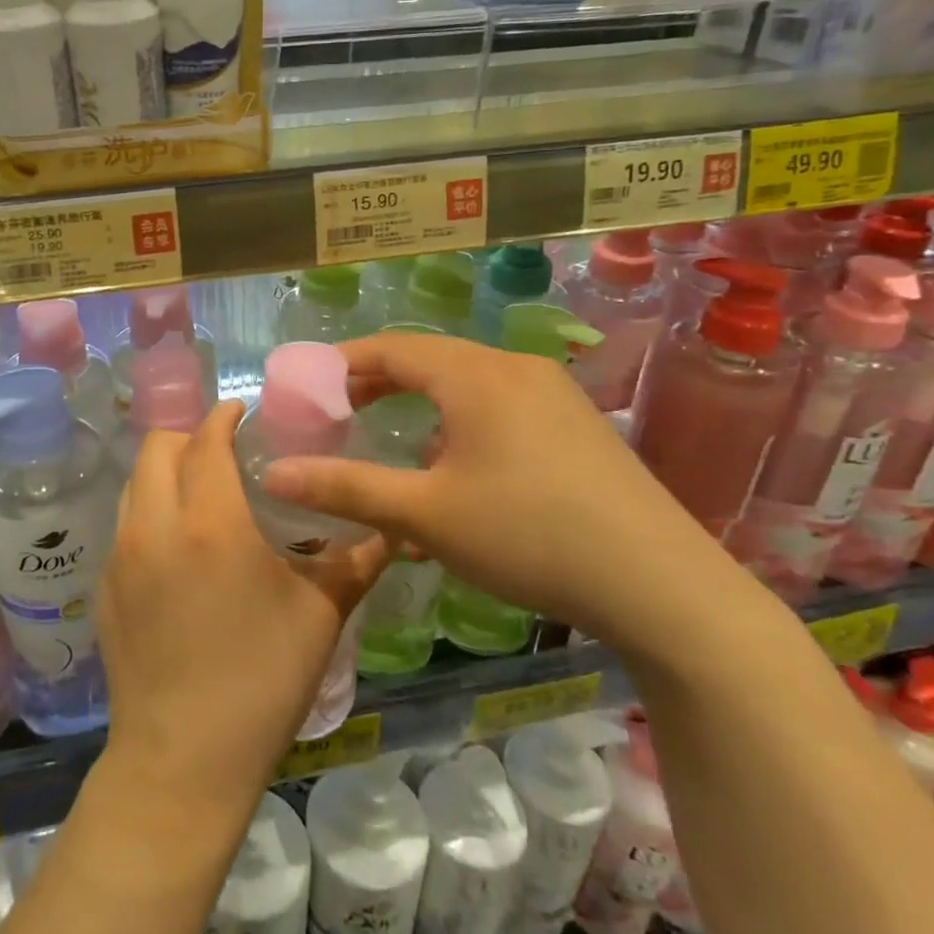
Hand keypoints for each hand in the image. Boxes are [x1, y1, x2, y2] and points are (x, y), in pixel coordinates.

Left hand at [94, 400, 394, 810]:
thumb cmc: (260, 682)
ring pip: (134, 483)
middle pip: (157, 447)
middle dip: (189, 436)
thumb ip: (356, 561)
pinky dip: (149, 512)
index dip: (223, 416)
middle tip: (223, 453)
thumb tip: (394, 529)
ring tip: (199, 494)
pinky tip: (177, 549)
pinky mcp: (104, 587)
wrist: (183, 760)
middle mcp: (155, 526)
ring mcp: (120, 556)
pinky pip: (123, 525)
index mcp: (210, 522)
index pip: (205, 440)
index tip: (241, 413)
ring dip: (164, 472)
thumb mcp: (320, 616)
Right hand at [257, 331, 751, 659]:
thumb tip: (271, 475)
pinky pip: (501, 405)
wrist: (662, 585)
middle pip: (429, 360)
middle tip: (340, 414)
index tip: (307, 388)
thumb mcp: (424, 514)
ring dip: (422, 406)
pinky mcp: (578, 424)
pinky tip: (461, 471)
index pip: (391, 348)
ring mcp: (554, 393)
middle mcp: (515, 368)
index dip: (342, 363)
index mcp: (475, 375)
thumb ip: (344, 488)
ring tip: (397, 445)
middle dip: (378, 384)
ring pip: (467, 384)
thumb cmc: (528, 536)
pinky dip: (462, 423)